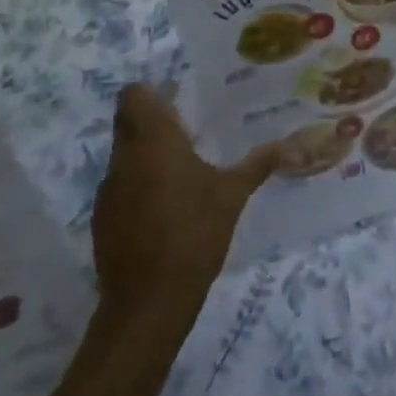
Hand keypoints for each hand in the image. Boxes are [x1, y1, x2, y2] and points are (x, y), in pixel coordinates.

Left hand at [91, 84, 278, 334]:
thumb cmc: (193, 233)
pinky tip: (163, 211)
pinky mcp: (102, 220)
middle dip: (152, 123)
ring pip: (123, 157)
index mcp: (153, 140)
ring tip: (180, 174)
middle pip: (127, 122)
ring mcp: (108, 190)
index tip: (175, 102)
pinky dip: (137, 190)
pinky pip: (120, 189)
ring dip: (146, 158)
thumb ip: (258, 165)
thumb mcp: (232, 196)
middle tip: (186, 133)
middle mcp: (124, 157)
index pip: (132, 94)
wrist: (148, 302)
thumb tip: (292, 146)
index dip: (150, 93)